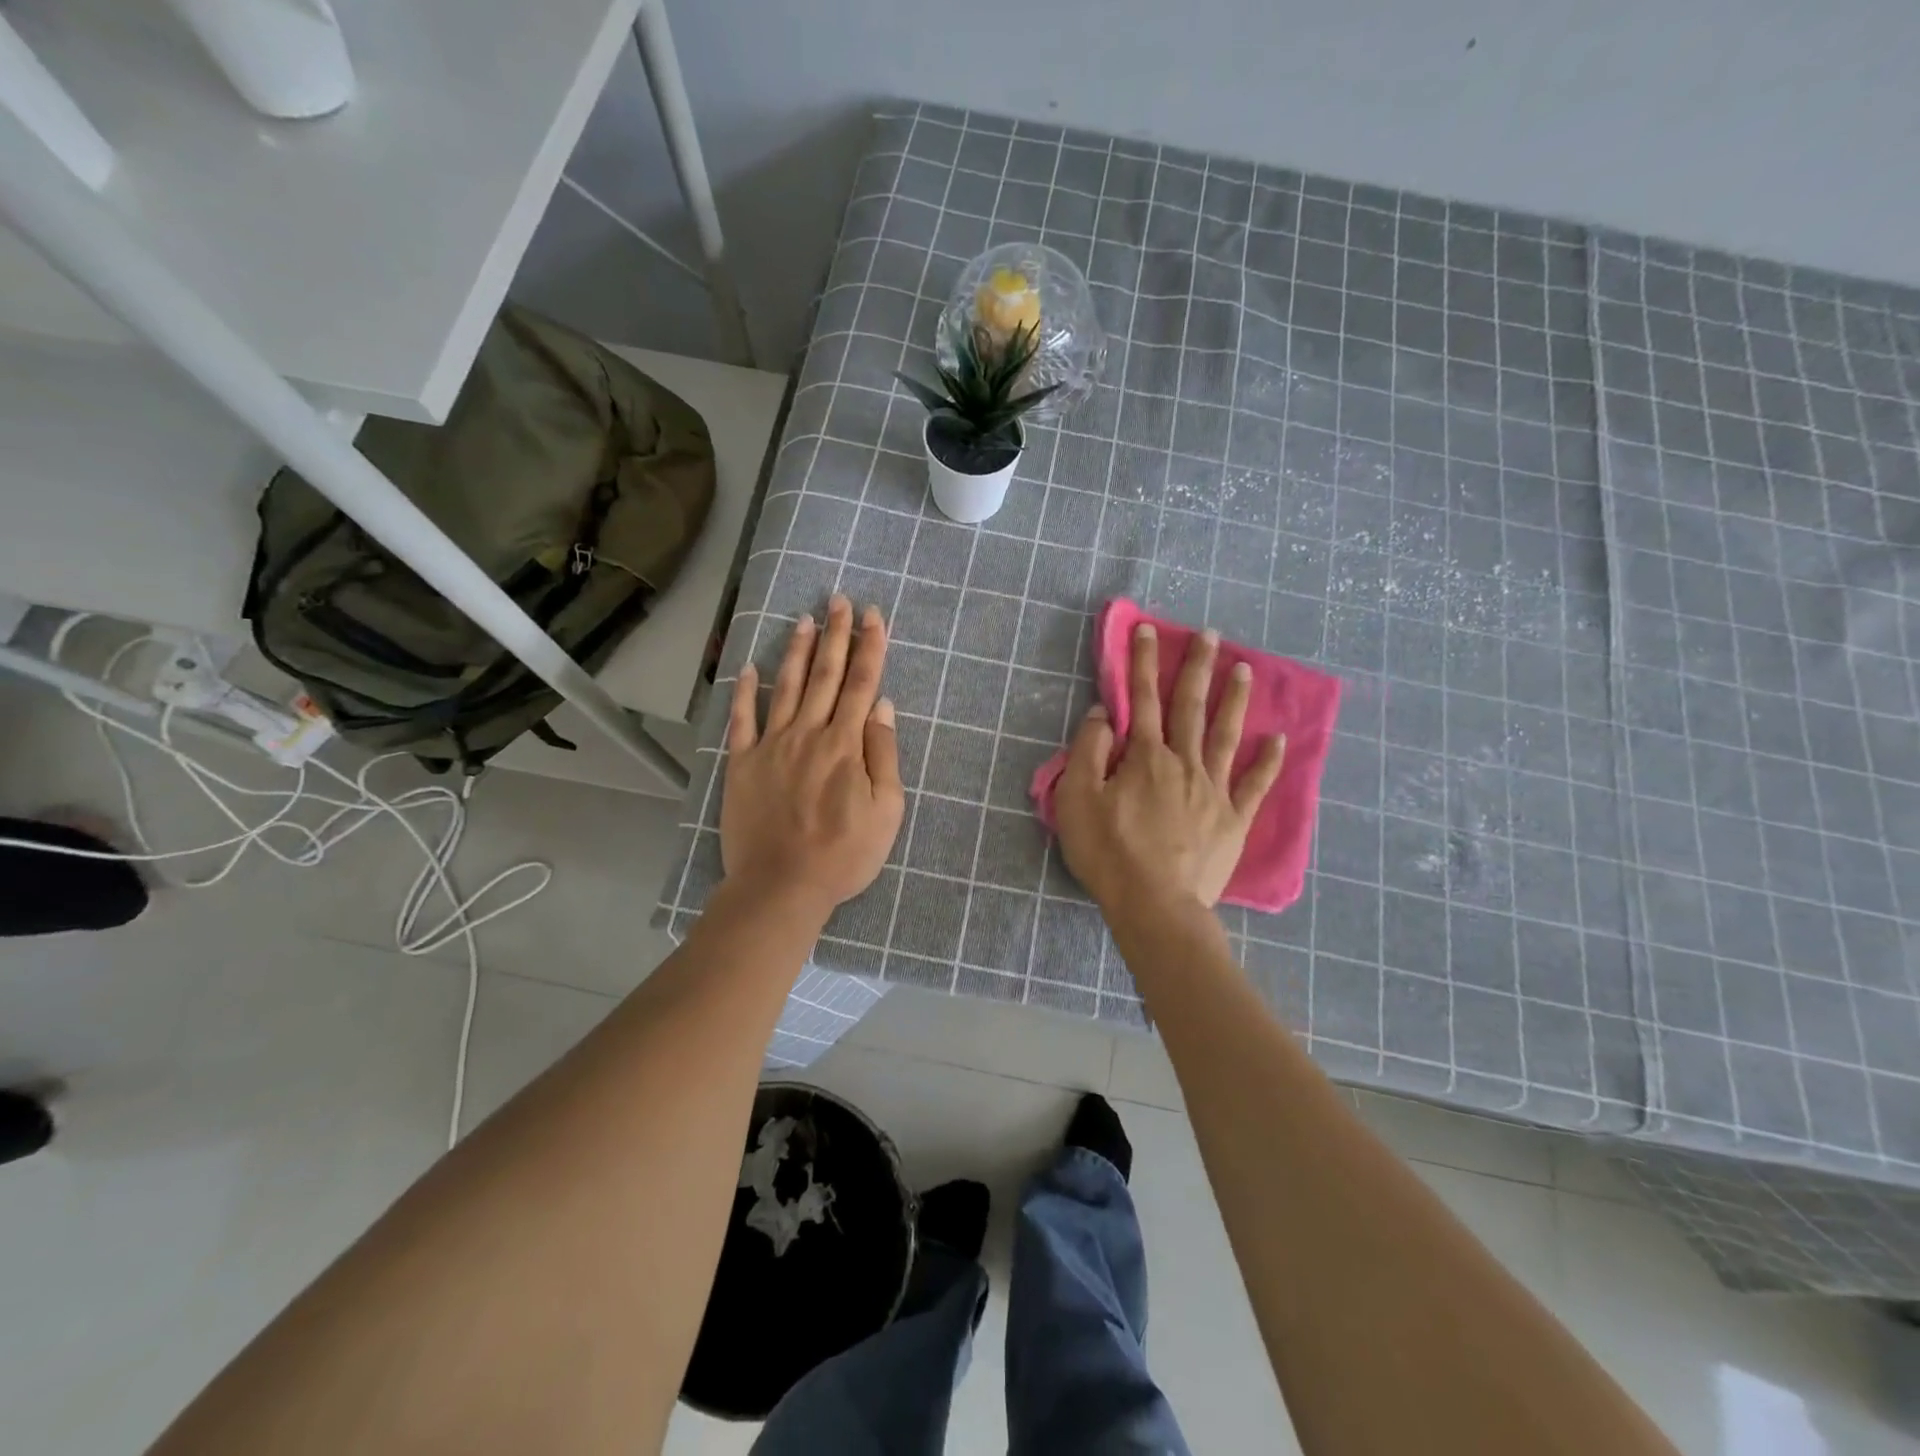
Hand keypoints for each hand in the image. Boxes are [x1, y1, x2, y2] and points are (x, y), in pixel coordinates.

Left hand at [721, 596, 905, 918]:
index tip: (874, 616)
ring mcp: (771, 745)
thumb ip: (884, 754)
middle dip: (836, 634)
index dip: (870, 647)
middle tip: (839, 599)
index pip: (862, 684)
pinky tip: (748, 667)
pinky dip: (744, 691)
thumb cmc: (843, 854)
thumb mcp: (886, 811)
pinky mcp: (742, 763)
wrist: (782, 885)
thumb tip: (882, 705)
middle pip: (826, 675)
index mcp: (846, 744)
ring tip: (804, 619)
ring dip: (797, 651)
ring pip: (787, 687)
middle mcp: (809, 733)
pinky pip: (742, 720)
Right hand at [1054, 622, 1284, 910]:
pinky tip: (1277, 739)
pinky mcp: (1233, 820)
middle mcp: (1184, 763)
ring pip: (1226, 735)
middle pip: (1190, 707)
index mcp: (1145, 757)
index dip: (1142, 662)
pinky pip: (1254, 784)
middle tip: (1210, 633)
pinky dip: (1268, 761)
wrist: (1155, 905)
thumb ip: (1089, 751)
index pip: (1141, 699)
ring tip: (1244, 668)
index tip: (1148, 630)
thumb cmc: (1109, 852)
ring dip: (1234, 699)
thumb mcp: (1078, 799)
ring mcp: (1214, 790)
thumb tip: (1104, 715)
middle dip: (1196, 667)